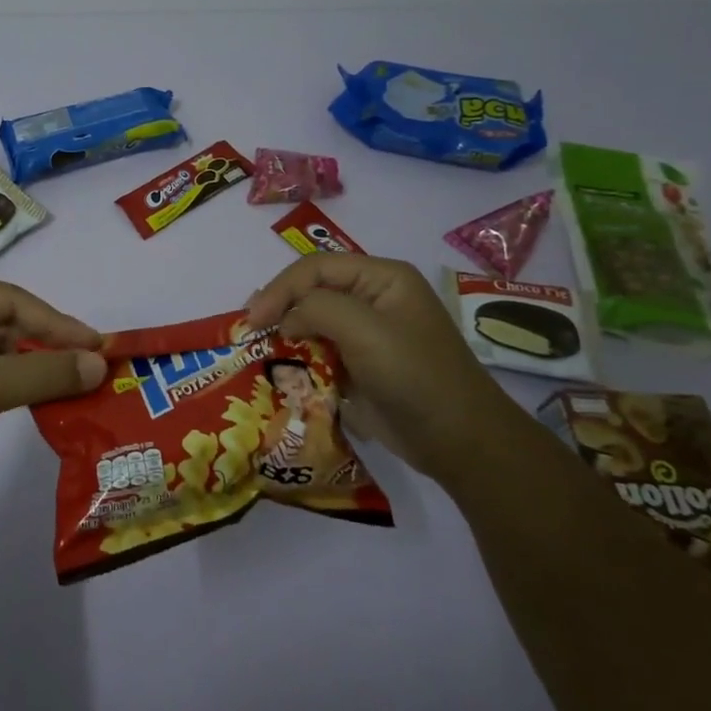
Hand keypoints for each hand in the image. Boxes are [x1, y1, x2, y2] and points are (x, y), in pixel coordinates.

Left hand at [0, 276, 105, 494]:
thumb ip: (46, 374)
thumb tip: (99, 364)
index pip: (15, 302)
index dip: (60, 325)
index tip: (99, 346)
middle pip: (6, 323)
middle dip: (45, 347)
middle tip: (88, 368)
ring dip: (28, 367)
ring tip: (68, 386)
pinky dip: (6, 382)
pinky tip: (31, 397)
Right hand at [245, 254, 526, 482]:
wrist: (460, 443)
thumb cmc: (416, 376)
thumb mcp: (365, 330)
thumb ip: (317, 308)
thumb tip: (285, 320)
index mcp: (382, 278)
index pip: (316, 267)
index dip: (281, 288)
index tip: (254, 319)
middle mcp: (372, 299)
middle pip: (311, 291)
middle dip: (279, 309)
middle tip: (250, 332)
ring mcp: (366, 335)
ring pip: (311, 323)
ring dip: (285, 336)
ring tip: (258, 350)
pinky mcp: (359, 367)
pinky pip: (318, 354)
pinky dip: (297, 361)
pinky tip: (279, 371)